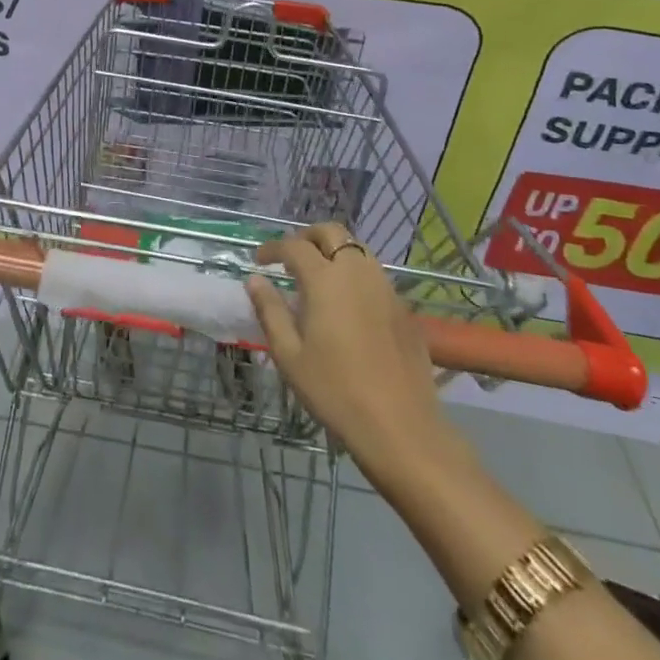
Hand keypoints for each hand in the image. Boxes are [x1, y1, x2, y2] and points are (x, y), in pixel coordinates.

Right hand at [246, 225, 455, 473]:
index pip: (294, 246)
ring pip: (357, 249)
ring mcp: (385, 288)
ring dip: (334, 251)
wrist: (400, 427)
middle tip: (290, 258)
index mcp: (325, 280)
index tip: (259, 261)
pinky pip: (375, 275)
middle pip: (332, 233)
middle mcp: (357, 272)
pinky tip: (347, 304)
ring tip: (318, 277)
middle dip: (307, 237)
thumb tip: (254, 281)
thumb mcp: (289, 355)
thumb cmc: (335, 391)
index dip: (273, 248)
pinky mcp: (404, 308)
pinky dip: (355, 274)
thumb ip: (270, 311)